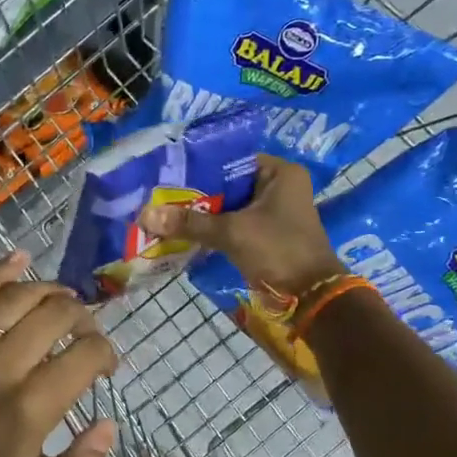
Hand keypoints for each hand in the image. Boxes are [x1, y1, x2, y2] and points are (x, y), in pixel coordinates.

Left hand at [0, 251, 118, 456]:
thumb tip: (109, 424)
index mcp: (31, 407)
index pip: (84, 355)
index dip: (106, 353)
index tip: (106, 367)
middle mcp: (2, 367)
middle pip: (54, 315)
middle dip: (83, 317)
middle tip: (87, 332)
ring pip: (16, 298)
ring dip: (48, 291)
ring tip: (64, 298)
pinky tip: (19, 258)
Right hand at [138, 154, 342, 299]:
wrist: (311, 296)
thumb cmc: (277, 251)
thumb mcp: (231, 232)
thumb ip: (189, 222)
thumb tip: (146, 215)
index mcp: (279, 173)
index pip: (229, 160)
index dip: (197, 168)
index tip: (167, 176)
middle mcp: (278, 186)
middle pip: (226, 184)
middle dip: (195, 194)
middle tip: (160, 196)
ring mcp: (273, 211)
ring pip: (228, 206)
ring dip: (202, 214)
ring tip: (165, 213)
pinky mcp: (265, 233)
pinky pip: (233, 224)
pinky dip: (212, 229)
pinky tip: (184, 232)